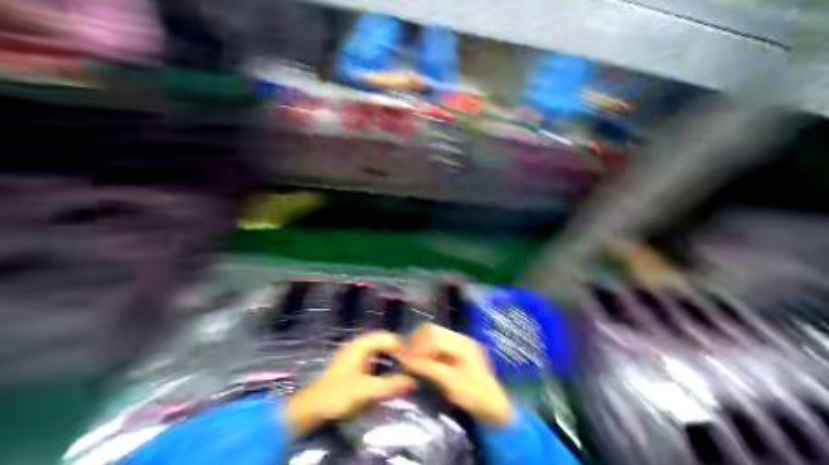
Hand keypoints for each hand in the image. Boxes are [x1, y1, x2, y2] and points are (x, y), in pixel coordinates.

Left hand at [288, 333, 413, 433]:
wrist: (311, 407)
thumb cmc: (338, 394)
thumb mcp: (366, 390)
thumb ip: (390, 384)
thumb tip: (413, 380)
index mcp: (362, 344)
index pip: (388, 337)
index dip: (402, 346)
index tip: (413, 359)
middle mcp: (359, 343)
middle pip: (384, 339)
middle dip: (397, 349)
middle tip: (409, 362)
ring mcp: (355, 351)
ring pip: (378, 346)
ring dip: (390, 353)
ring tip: (402, 364)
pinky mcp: (352, 360)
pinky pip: (373, 353)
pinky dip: (382, 358)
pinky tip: (387, 369)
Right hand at [401, 323, 511, 424]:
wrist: (495, 405)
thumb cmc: (476, 397)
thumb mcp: (452, 385)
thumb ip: (430, 369)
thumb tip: (407, 360)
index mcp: (463, 344)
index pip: (435, 337)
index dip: (418, 346)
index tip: (405, 358)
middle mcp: (460, 337)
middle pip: (433, 330)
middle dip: (416, 340)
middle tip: (405, 355)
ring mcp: (459, 340)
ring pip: (433, 332)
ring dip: (420, 342)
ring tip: (410, 355)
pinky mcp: (456, 346)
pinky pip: (436, 340)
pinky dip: (426, 346)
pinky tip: (420, 356)